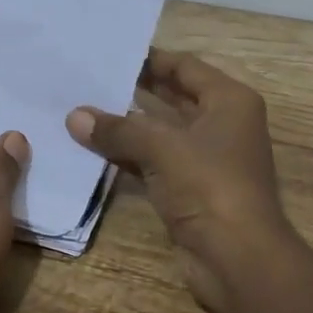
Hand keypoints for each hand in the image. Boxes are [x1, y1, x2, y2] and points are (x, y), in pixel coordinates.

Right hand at [66, 49, 303, 312]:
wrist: (238, 260)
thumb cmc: (210, 185)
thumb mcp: (162, 148)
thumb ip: (117, 128)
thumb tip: (74, 116)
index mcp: (229, 101)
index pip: (184, 67)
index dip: (150, 59)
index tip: (110, 52)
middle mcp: (221, 124)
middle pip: (172, 97)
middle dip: (134, 90)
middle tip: (90, 78)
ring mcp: (206, 159)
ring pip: (160, 132)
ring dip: (127, 125)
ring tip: (83, 108)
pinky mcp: (190, 189)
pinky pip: (154, 161)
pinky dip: (128, 155)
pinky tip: (93, 147)